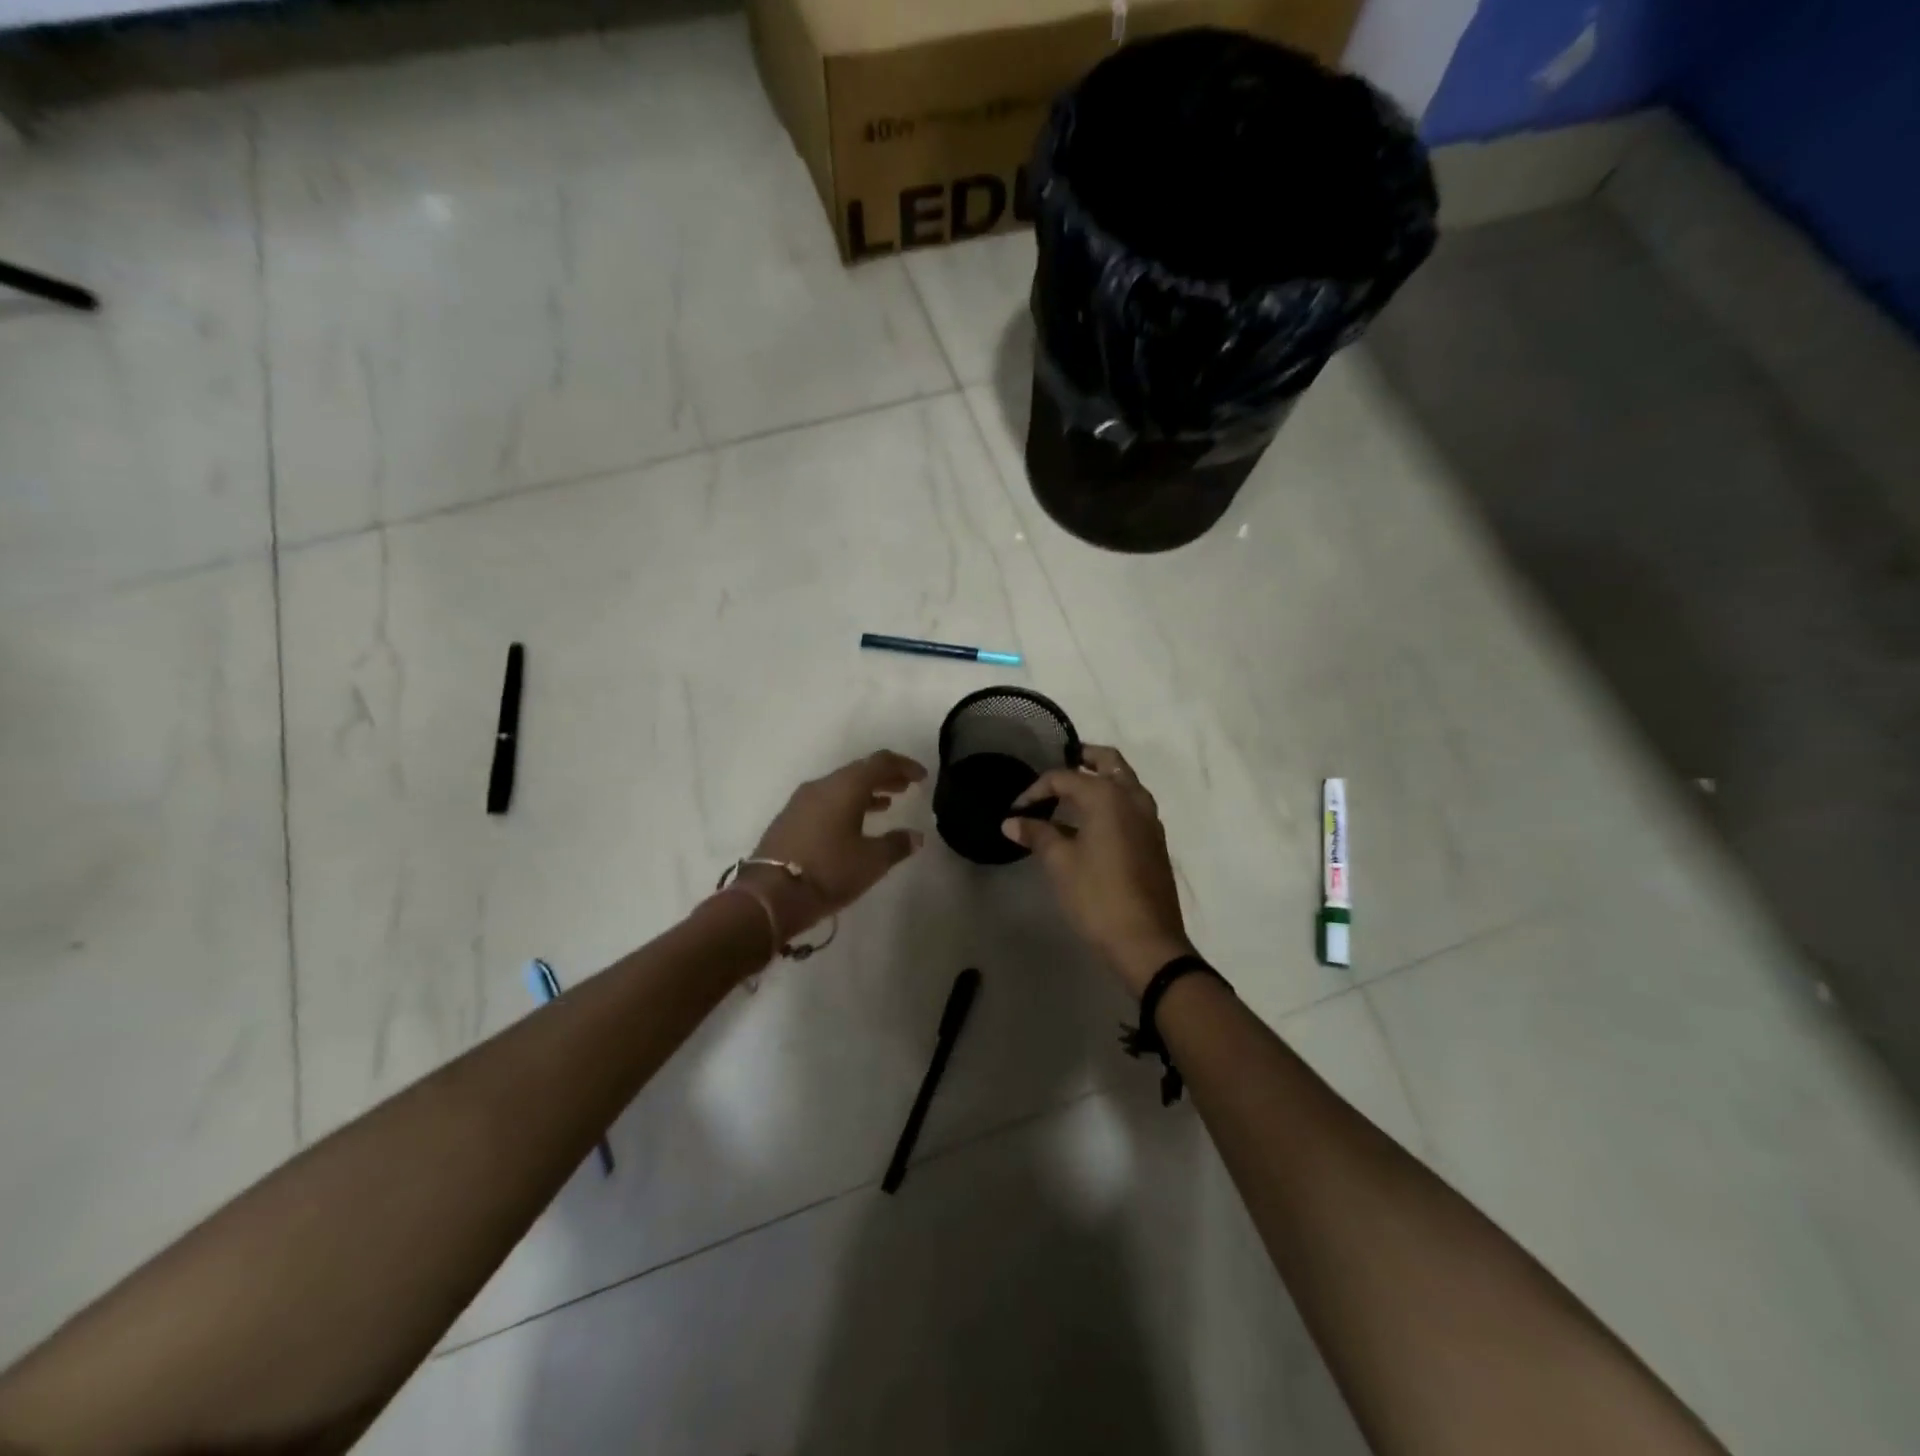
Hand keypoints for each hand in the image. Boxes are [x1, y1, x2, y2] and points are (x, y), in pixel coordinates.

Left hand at [744, 750, 927, 938]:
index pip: (880, 762)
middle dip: (885, 777)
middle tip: (906, 787)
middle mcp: (822, 786)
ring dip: (866, 792)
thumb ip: (897, 844)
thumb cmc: (828, 871)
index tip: (922, 777)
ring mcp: (802, 801)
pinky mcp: (790, 819)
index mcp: (845, 787)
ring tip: (887, 804)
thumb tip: (916, 836)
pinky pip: (826, 801)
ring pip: (841, 786)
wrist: (769, 895)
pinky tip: (855, 822)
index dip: (904, 766)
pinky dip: (847, 804)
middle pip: (859, 771)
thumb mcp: (871, 861)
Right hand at [1001, 745, 1193, 996]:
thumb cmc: (1098, 896)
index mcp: (1108, 796)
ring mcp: (1149, 820)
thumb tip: (1011, 822)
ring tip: (1072, 794)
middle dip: (1084, 758)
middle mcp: (1133, 798)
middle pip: (1109, 762)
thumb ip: (1037, 835)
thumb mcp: (1060, 863)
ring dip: (1101, 779)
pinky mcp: (1155, 841)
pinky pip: (1132, 806)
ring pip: (1125, 783)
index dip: (1036, 789)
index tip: (1016, 810)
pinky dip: (1113, 801)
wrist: (1147, 942)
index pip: (1065, 777)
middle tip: (1060, 765)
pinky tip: (1092, 825)